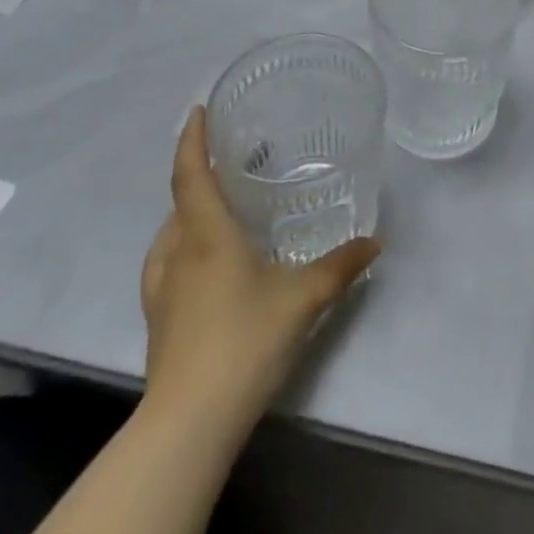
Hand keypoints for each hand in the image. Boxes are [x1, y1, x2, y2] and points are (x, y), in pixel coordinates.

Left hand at [138, 108, 378, 434]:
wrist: (189, 423)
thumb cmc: (244, 342)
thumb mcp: (304, 298)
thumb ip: (341, 265)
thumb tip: (376, 240)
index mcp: (207, 236)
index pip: (190, 175)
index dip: (191, 139)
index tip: (199, 110)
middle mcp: (178, 254)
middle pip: (179, 201)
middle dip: (199, 173)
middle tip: (231, 161)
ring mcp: (162, 290)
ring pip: (169, 234)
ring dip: (189, 212)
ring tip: (220, 208)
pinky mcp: (158, 321)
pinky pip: (165, 265)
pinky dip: (182, 246)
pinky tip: (204, 263)